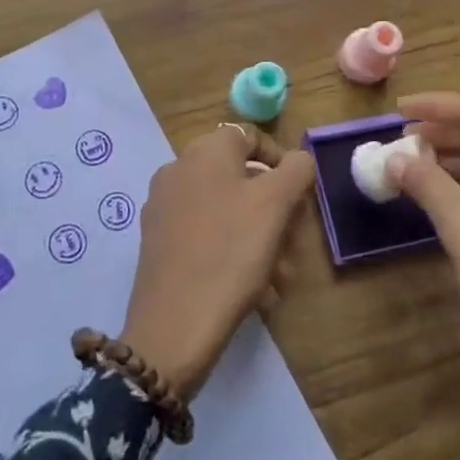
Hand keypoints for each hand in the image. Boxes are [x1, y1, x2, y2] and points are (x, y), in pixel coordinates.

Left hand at [121, 124, 315, 400]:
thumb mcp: (276, 205)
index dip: (280, 161)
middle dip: (275, 210)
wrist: (175, 323)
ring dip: (260, 237)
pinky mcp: (159, 242)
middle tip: (294, 244)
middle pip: (240, 177)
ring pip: (227, 211)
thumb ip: (295, 170)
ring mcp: (164, 207)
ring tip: (280, 277)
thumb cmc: (231, 252)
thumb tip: (298, 159)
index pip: (249, 136)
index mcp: (204, 152)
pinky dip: (234, 252)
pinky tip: (255, 289)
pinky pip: (207, 235)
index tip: (300, 197)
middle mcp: (178, 170)